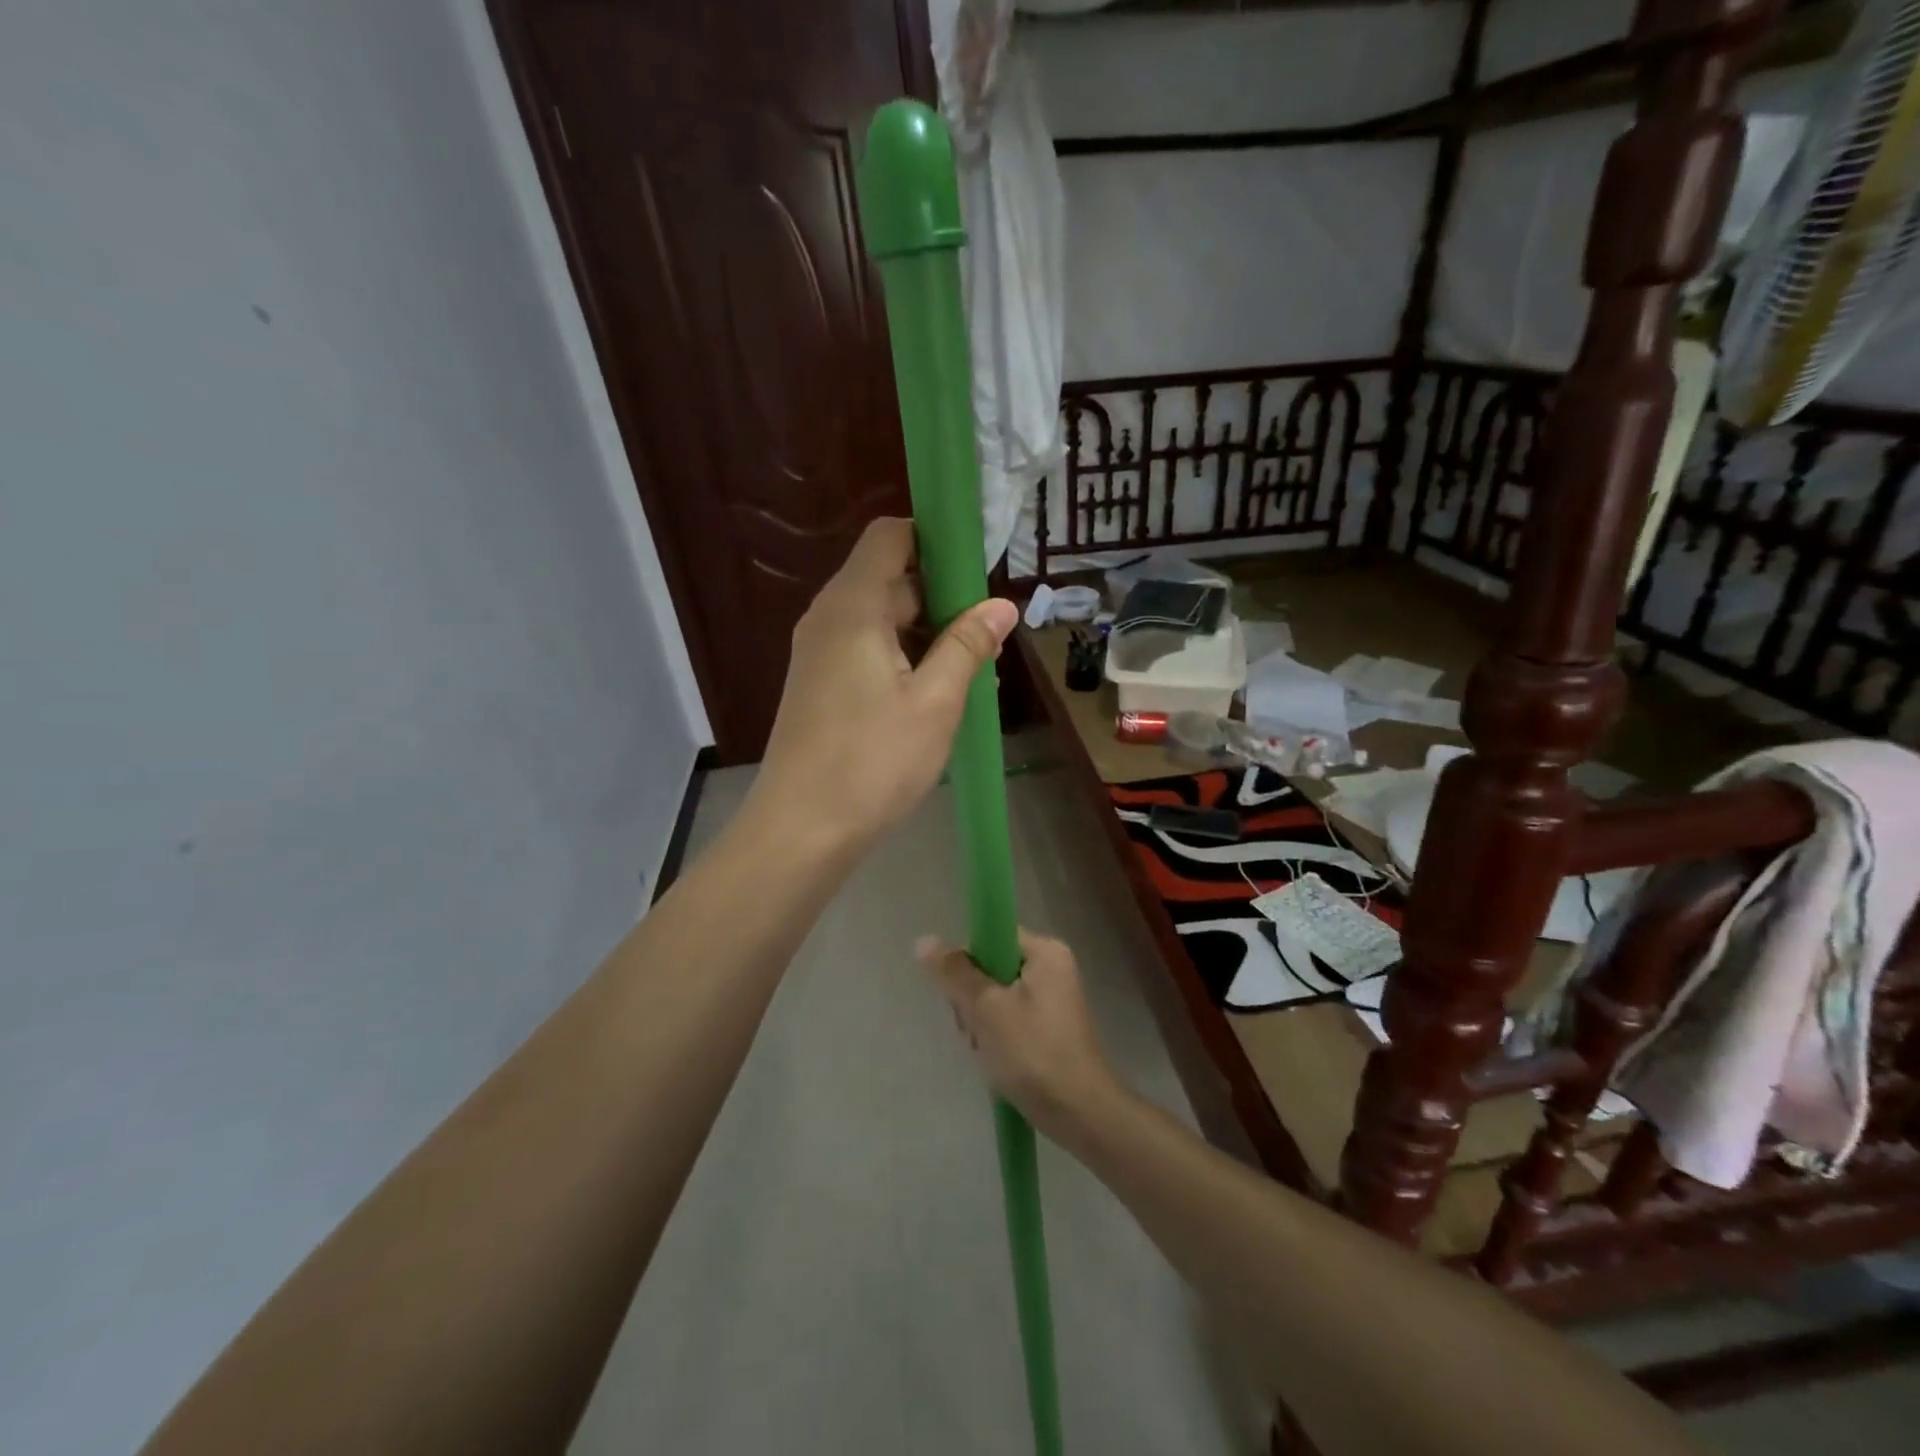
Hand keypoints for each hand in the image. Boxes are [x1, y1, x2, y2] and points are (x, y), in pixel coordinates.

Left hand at [747, 518, 1017, 856]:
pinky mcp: (818, 684)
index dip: (934, 538)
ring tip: (970, 667)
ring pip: (879, 617)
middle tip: (986, 631)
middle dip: (940, 594)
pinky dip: (901, 655)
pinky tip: (933, 693)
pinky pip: (865, 648)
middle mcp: (828, 618)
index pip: (890, 536)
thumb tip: (1002, 604)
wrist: (801, 830)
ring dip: (924, 631)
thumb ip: (967, 645)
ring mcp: (818, 653)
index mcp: (853, 606)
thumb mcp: (935, 702)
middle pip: (887, 577)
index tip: (977, 567)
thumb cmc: (873, 761)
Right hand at [918, 930, 1121, 1142]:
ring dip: (982, 1023)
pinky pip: (1011, 1018)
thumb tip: (923, 941)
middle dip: (973, 1000)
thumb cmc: (1033, 1053)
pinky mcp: (1050, 1028)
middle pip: (991, 966)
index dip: (968, 962)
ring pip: (996, 996)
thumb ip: (954, 973)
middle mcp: (1053, 967)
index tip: (961, 996)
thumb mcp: (986, 1009)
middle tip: (975, 1031)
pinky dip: (998, 1037)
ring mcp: (1054, 999)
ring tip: (987, 1052)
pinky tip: (997, 1061)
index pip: (991, 936)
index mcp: (1045, 951)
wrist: (1081, 1115)